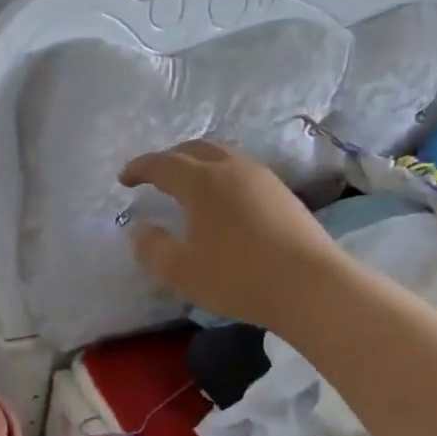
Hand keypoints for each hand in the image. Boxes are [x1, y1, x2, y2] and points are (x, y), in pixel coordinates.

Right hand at [119, 141, 338, 326]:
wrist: (312, 286)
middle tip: (154, 175)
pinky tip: (222, 201)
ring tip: (187, 185)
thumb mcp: (180, 271)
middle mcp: (232, 169)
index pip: (163, 164)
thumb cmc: (237, 277)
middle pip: (195, 149)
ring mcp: (263, 179)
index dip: (140, 168)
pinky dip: (221, 177)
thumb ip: (151, 248)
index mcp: (202, 182)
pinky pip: (242, 172)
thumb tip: (140, 229)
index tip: (124, 178)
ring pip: (223, 157)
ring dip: (198, 164)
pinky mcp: (283, 195)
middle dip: (170, 158)